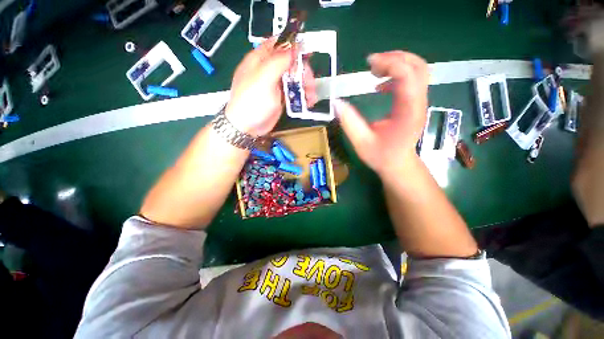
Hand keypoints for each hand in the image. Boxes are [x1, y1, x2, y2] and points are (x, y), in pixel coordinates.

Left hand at [225, 38, 316, 135]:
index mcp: (260, 59)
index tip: (307, 53)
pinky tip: (308, 102)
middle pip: (290, 63)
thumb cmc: (252, 102)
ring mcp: (275, 85)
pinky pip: (294, 92)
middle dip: (303, 71)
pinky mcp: (280, 98)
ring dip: (305, 86)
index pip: (278, 44)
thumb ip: (279, 61)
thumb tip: (294, 46)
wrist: (247, 127)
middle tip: (310, 83)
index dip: (293, 46)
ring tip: (311, 97)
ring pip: (294, 78)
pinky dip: (302, 96)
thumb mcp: (264, 79)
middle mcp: (268, 70)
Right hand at [333, 51, 428, 176]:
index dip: (389, 63)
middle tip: (372, 64)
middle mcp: (418, 102)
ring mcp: (420, 102)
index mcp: (407, 111)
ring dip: (397, 64)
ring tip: (376, 71)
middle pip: (417, 66)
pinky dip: (397, 75)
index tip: (368, 64)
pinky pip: (412, 80)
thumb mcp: (361, 142)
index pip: (406, 75)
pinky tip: (380, 86)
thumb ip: (349, 122)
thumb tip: (336, 102)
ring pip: (418, 70)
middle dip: (395, 58)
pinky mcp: (415, 103)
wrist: (398, 164)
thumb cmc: (381, 156)